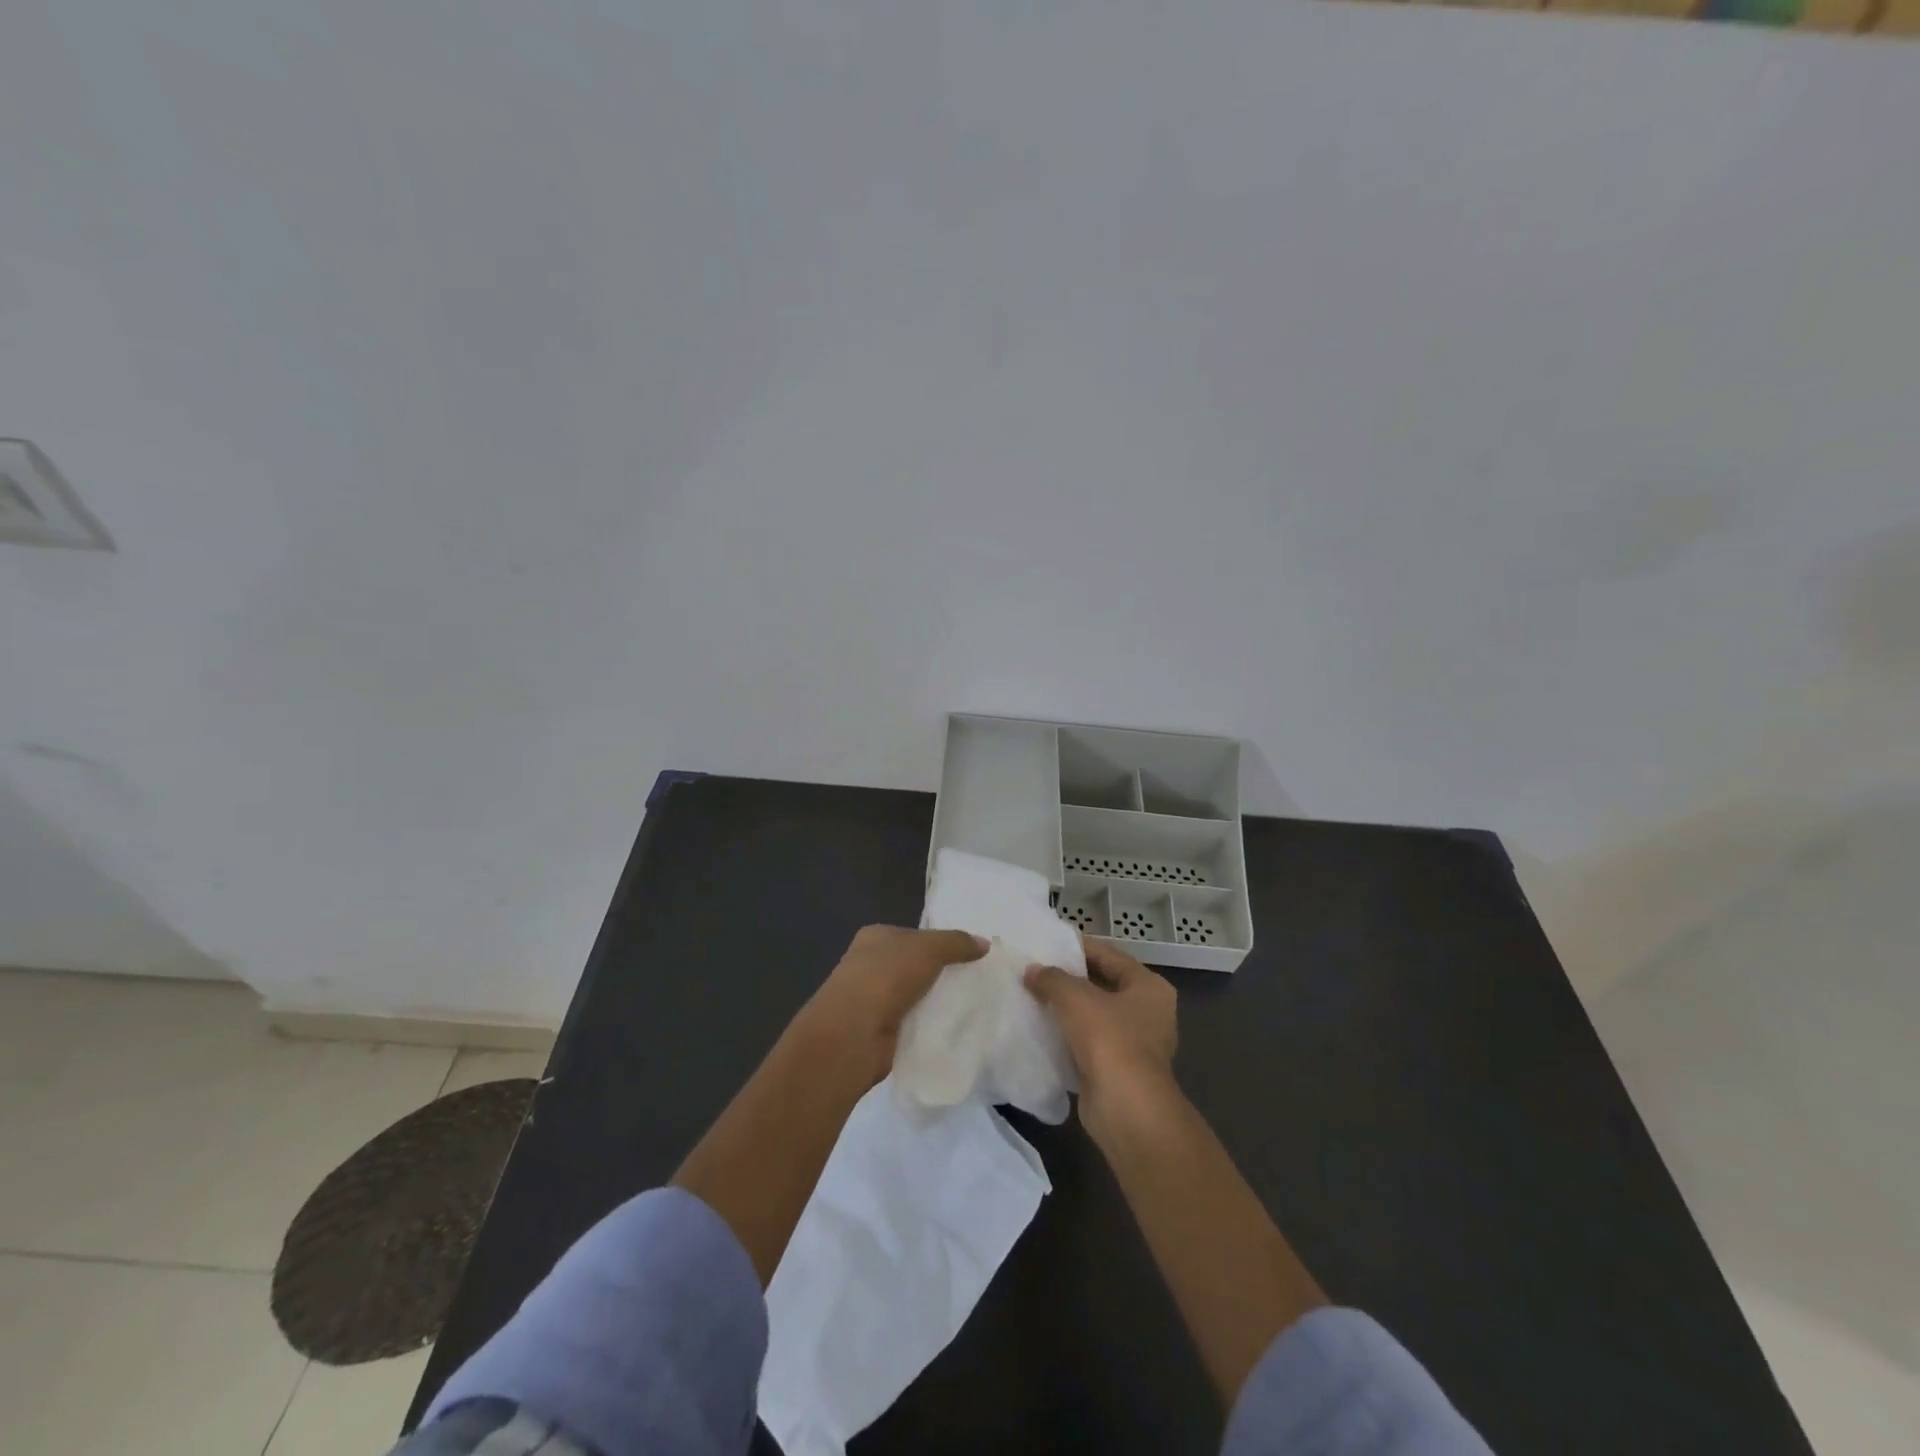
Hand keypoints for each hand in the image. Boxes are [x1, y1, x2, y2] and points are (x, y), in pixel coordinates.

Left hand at [801, 924, 986, 1083]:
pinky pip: (912, 1021)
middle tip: (975, 980)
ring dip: (934, 1000)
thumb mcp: (928, 949)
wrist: (853, 1033)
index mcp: (875, 937)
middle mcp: (870, 964)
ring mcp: (872, 998)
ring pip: (914, 994)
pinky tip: (952, 1028)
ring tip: (970, 1005)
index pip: (914, 935)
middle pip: (914, 965)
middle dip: (940, 973)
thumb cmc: (886, 977)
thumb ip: (957, 943)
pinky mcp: (879, 1030)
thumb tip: (984, 943)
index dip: (940, 942)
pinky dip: (928, 1024)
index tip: (969, 954)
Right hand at [1024, 939, 1177, 1142]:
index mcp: (1149, 987)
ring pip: (1094, 1015)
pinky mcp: (1118, 1069)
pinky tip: (1041, 1028)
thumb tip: (1032, 971)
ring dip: (1067, 1009)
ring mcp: (1135, 1043)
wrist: (1125, 1109)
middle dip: (1069, 979)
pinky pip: (1088, 1042)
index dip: (1078, 947)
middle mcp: (1148, 1012)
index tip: (1047, 944)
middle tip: (1035, 969)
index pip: (1109, 955)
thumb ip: (1052, 978)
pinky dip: (1068, 1035)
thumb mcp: (1075, 997)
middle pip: (1102, 985)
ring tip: (1032, 996)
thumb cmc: (1108, 1040)